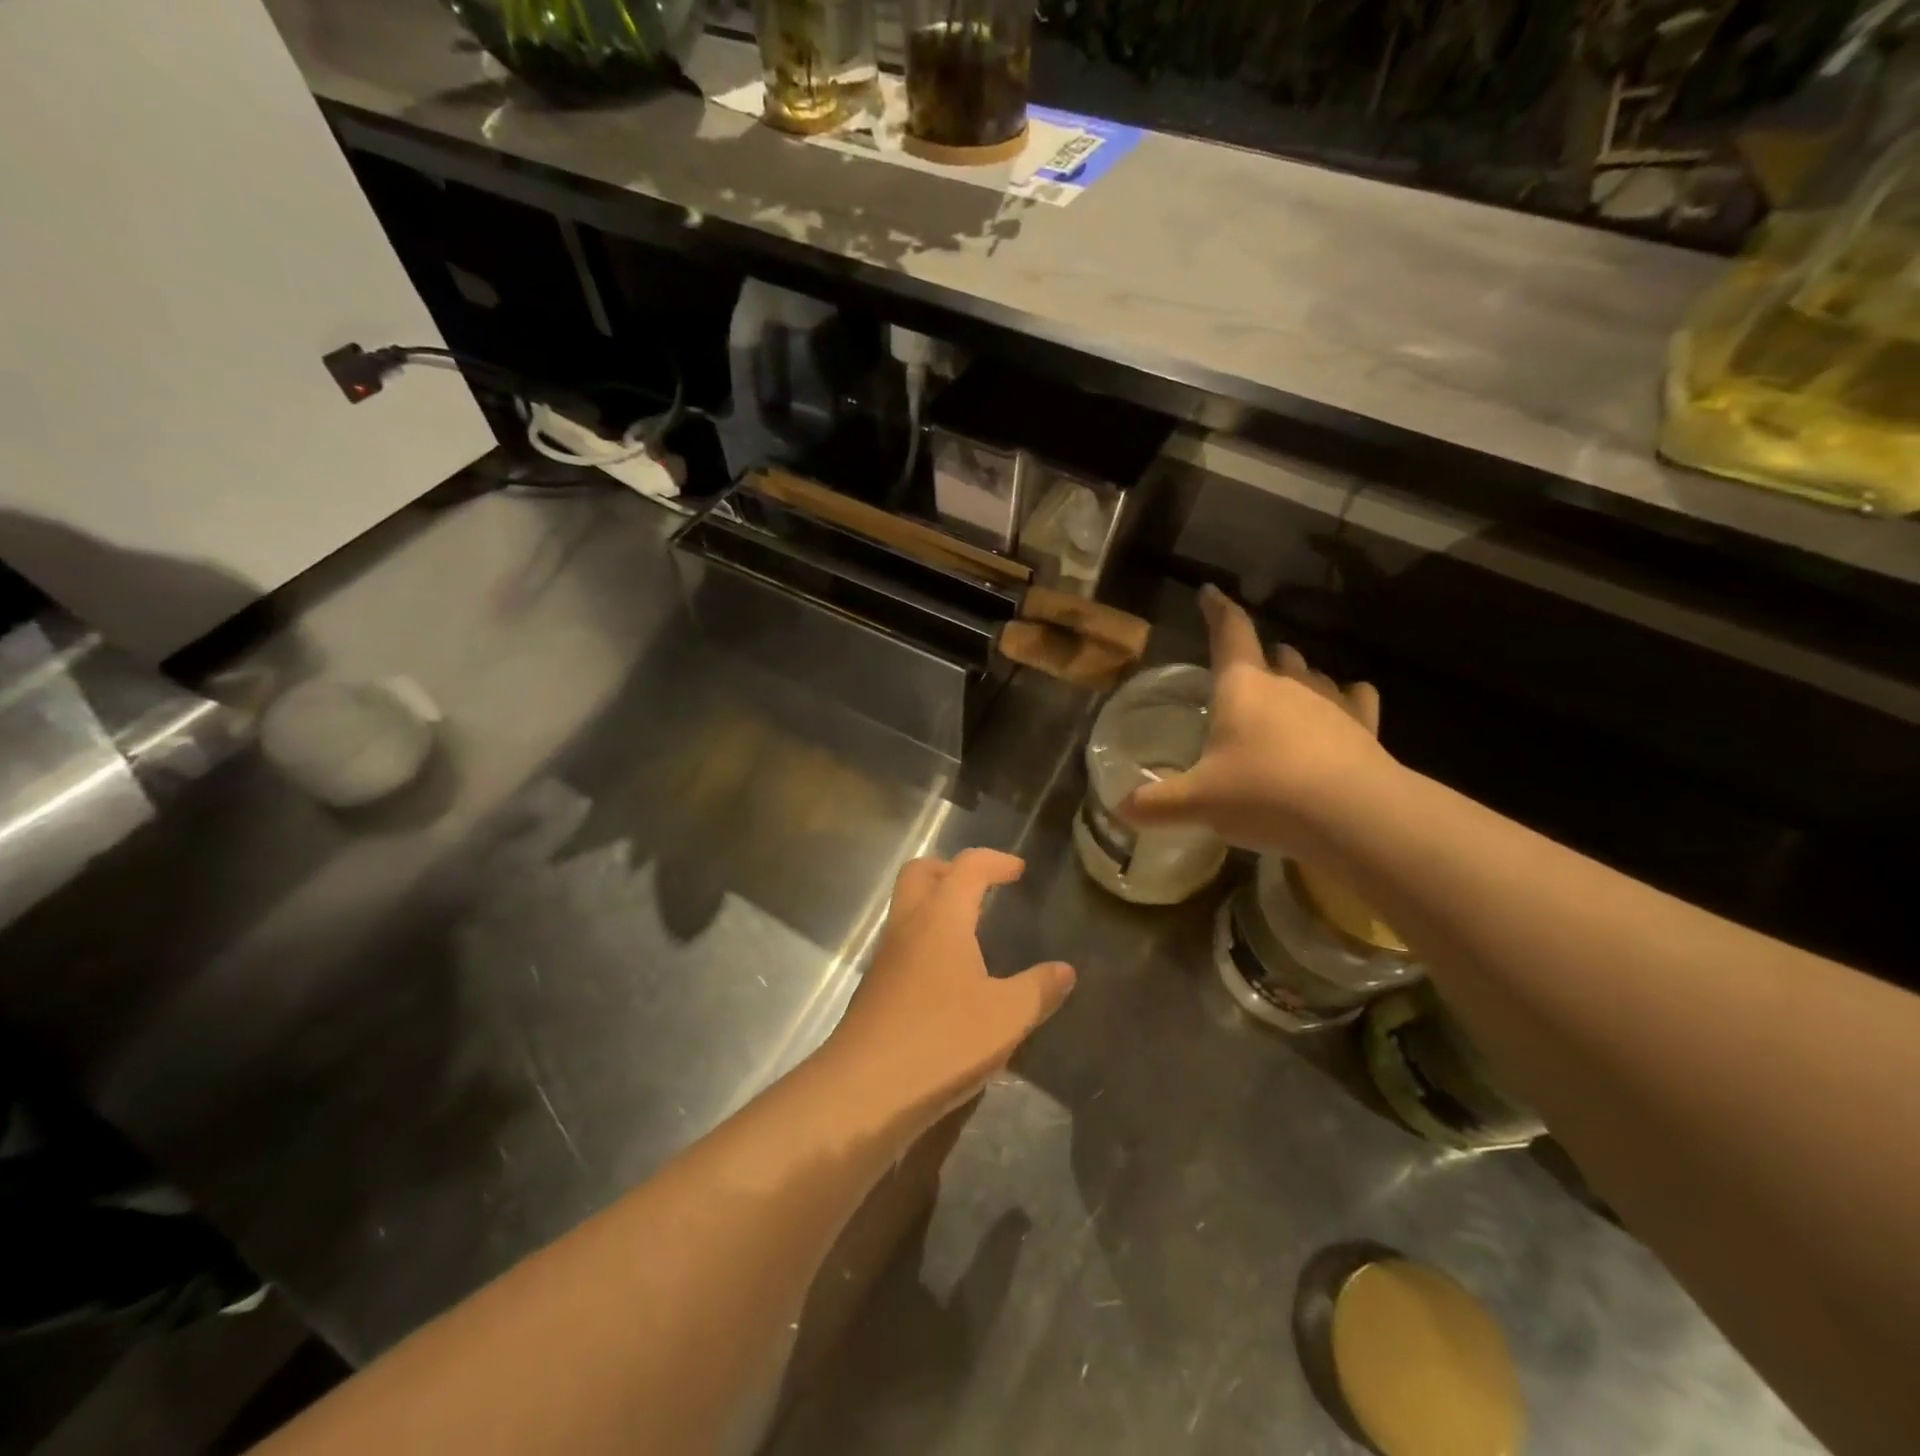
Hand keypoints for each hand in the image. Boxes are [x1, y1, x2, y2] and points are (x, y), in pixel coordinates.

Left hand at [820, 850, 1074, 1132]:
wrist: (864, 1091)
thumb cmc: (942, 1041)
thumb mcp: (1006, 1017)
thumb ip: (1038, 989)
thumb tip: (1064, 970)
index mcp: (941, 918)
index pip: (967, 867)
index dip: (995, 861)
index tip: (1018, 871)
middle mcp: (908, 926)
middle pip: (920, 872)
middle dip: (952, 870)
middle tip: (983, 889)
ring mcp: (885, 958)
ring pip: (906, 908)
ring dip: (936, 906)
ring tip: (972, 933)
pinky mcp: (875, 989)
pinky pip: (903, 944)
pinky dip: (927, 942)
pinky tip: (951, 979)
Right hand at [1120, 585, 1390, 856]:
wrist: (1353, 816)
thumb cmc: (1263, 794)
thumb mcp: (1197, 802)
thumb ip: (1155, 804)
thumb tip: (1119, 809)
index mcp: (1242, 687)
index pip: (1228, 633)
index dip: (1217, 611)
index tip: (1210, 592)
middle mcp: (1288, 685)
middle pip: (1275, 655)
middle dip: (1261, 655)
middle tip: (1249, 664)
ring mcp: (1331, 704)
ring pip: (1313, 675)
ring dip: (1298, 676)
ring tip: (1287, 686)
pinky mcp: (1364, 728)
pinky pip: (1356, 700)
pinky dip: (1348, 699)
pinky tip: (1348, 705)